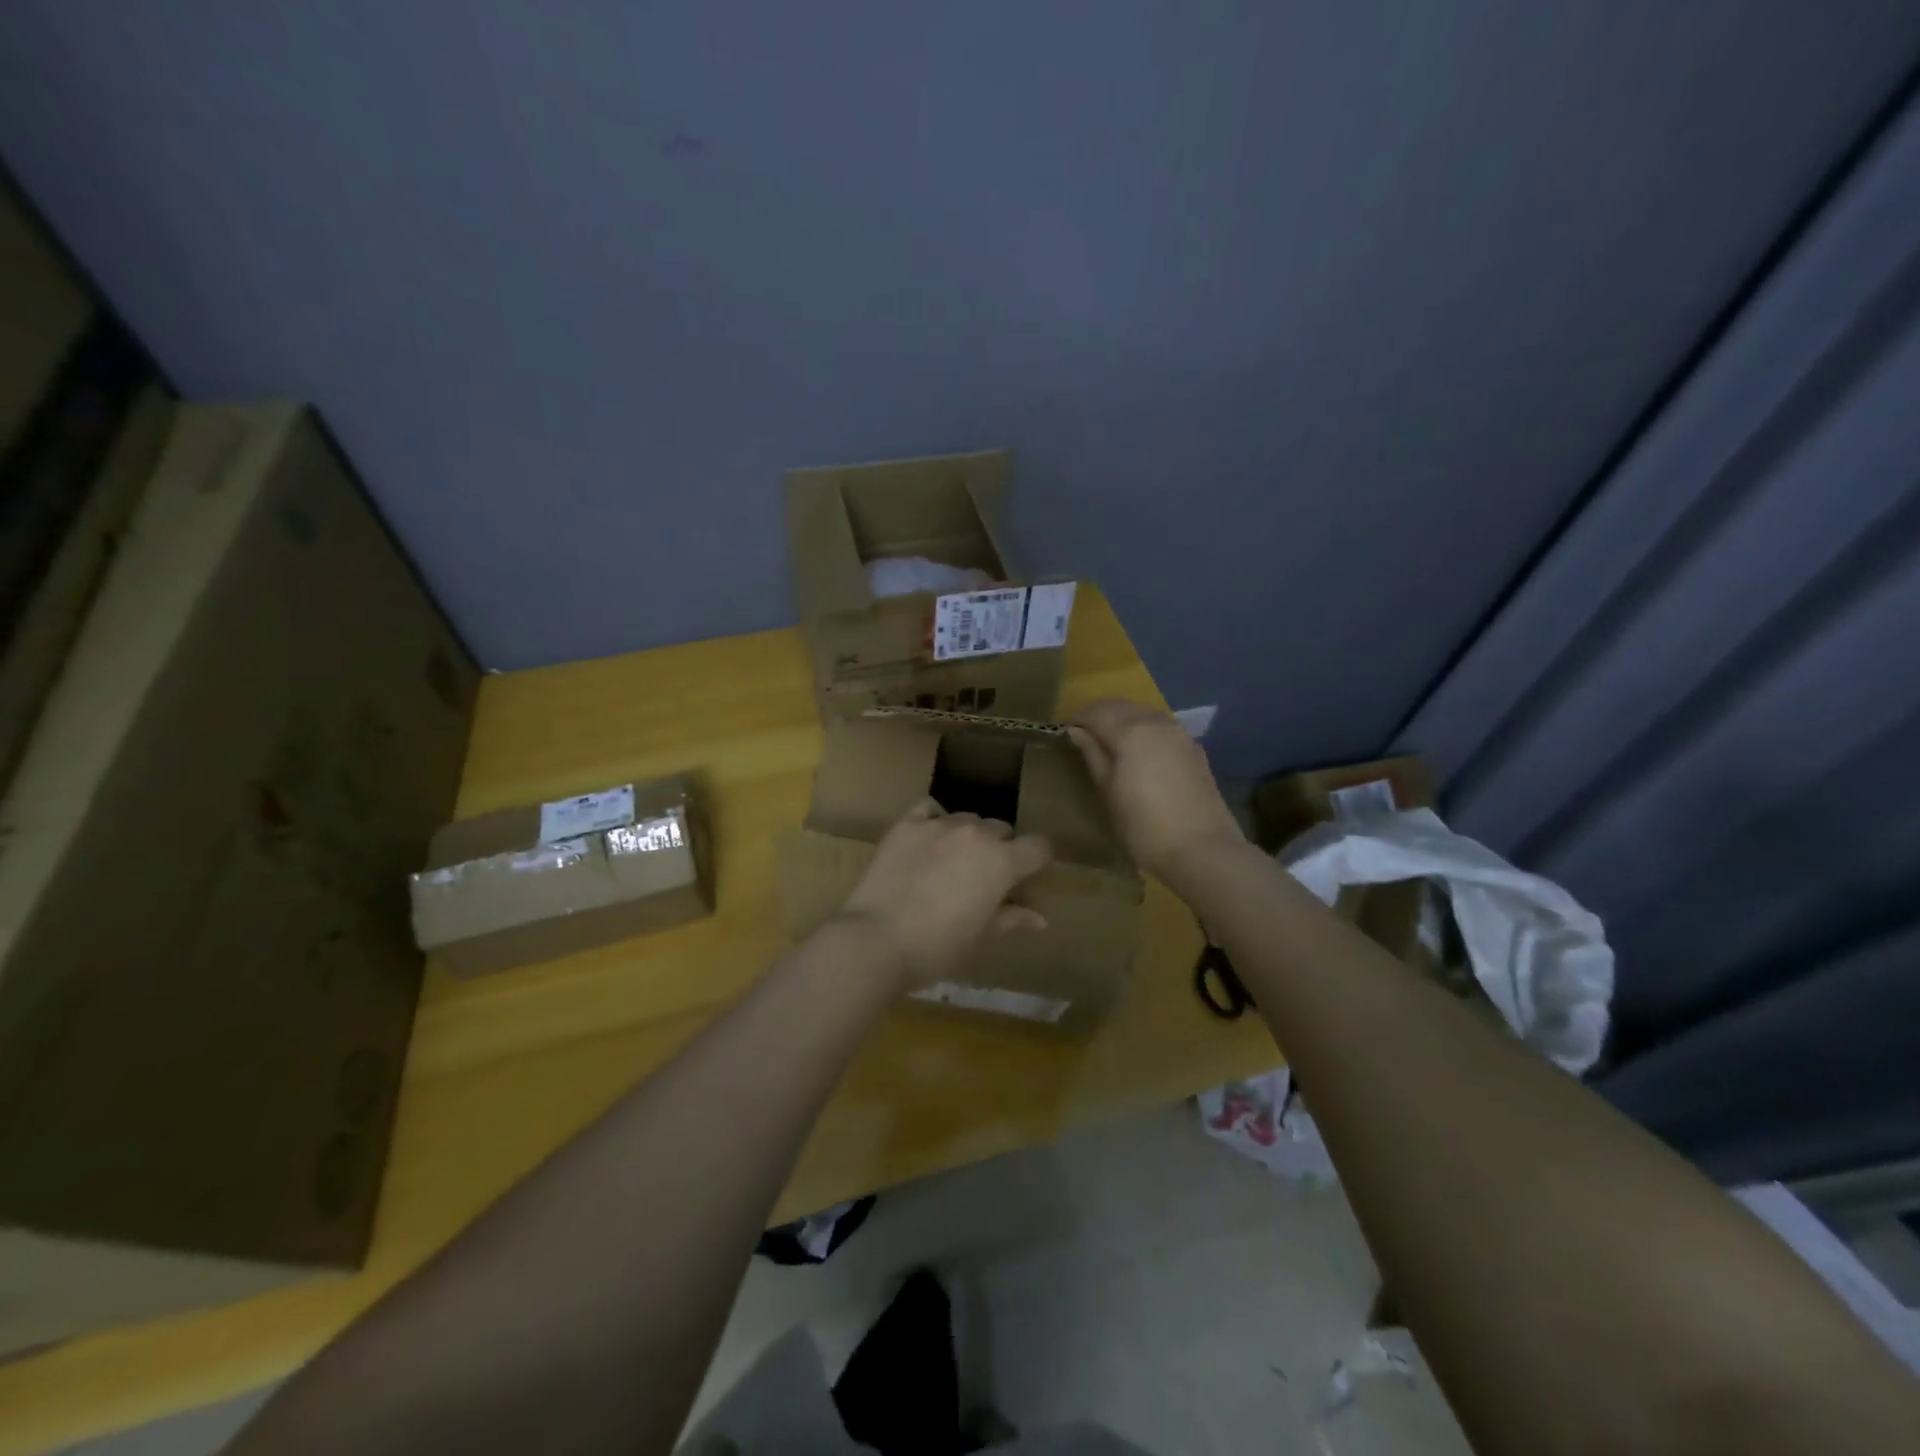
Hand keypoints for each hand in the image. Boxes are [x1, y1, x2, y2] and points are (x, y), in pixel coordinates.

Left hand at [836, 800, 1052, 989]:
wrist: (877, 939)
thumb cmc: (937, 947)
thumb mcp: (980, 937)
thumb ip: (1011, 918)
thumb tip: (1039, 918)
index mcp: (1002, 862)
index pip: (1039, 846)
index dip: (1038, 859)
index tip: (1029, 875)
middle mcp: (976, 834)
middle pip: (1001, 830)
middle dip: (1000, 849)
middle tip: (984, 879)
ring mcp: (939, 824)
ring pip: (967, 819)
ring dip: (968, 836)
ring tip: (952, 862)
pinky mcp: (907, 824)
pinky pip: (930, 809)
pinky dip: (935, 819)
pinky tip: (929, 839)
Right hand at [1067, 699, 1244, 883]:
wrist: (1202, 849)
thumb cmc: (1143, 825)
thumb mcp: (1108, 791)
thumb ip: (1092, 755)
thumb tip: (1076, 731)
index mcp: (1130, 730)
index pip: (1096, 711)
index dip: (1078, 719)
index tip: (1065, 733)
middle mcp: (1156, 722)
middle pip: (1121, 706)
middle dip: (1100, 715)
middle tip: (1085, 736)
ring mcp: (1179, 733)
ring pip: (1144, 713)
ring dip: (1124, 719)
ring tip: (1110, 743)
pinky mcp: (1194, 748)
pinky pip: (1162, 727)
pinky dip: (1144, 730)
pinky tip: (1140, 752)